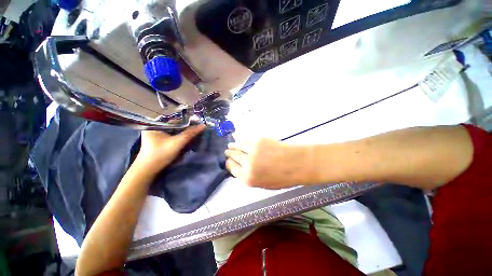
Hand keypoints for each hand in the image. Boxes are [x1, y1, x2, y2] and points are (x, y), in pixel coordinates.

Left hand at [136, 125, 205, 173]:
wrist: (147, 170)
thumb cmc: (161, 154)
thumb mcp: (178, 142)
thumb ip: (190, 133)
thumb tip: (203, 125)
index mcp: (155, 124)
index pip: (176, 121)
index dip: (187, 123)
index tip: (197, 126)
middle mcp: (154, 127)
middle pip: (175, 127)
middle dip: (185, 130)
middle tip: (196, 133)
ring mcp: (155, 135)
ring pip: (174, 132)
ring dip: (182, 135)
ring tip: (192, 137)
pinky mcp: (158, 142)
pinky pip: (171, 137)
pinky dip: (178, 139)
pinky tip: (184, 142)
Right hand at [225, 138, 308, 188]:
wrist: (296, 163)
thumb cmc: (282, 178)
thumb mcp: (263, 184)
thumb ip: (249, 177)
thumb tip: (240, 168)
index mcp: (247, 178)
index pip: (231, 168)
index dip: (229, 164)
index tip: (229, 162)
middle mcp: (246, 163)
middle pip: (232, 156)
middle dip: (229, 154)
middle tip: (227, 152)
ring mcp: (252, 150)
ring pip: (237, 146)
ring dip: (232, 146)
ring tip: (230, 145)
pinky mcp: (257, 140)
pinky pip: (245, 140)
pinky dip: (241, 140)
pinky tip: (240, 141)